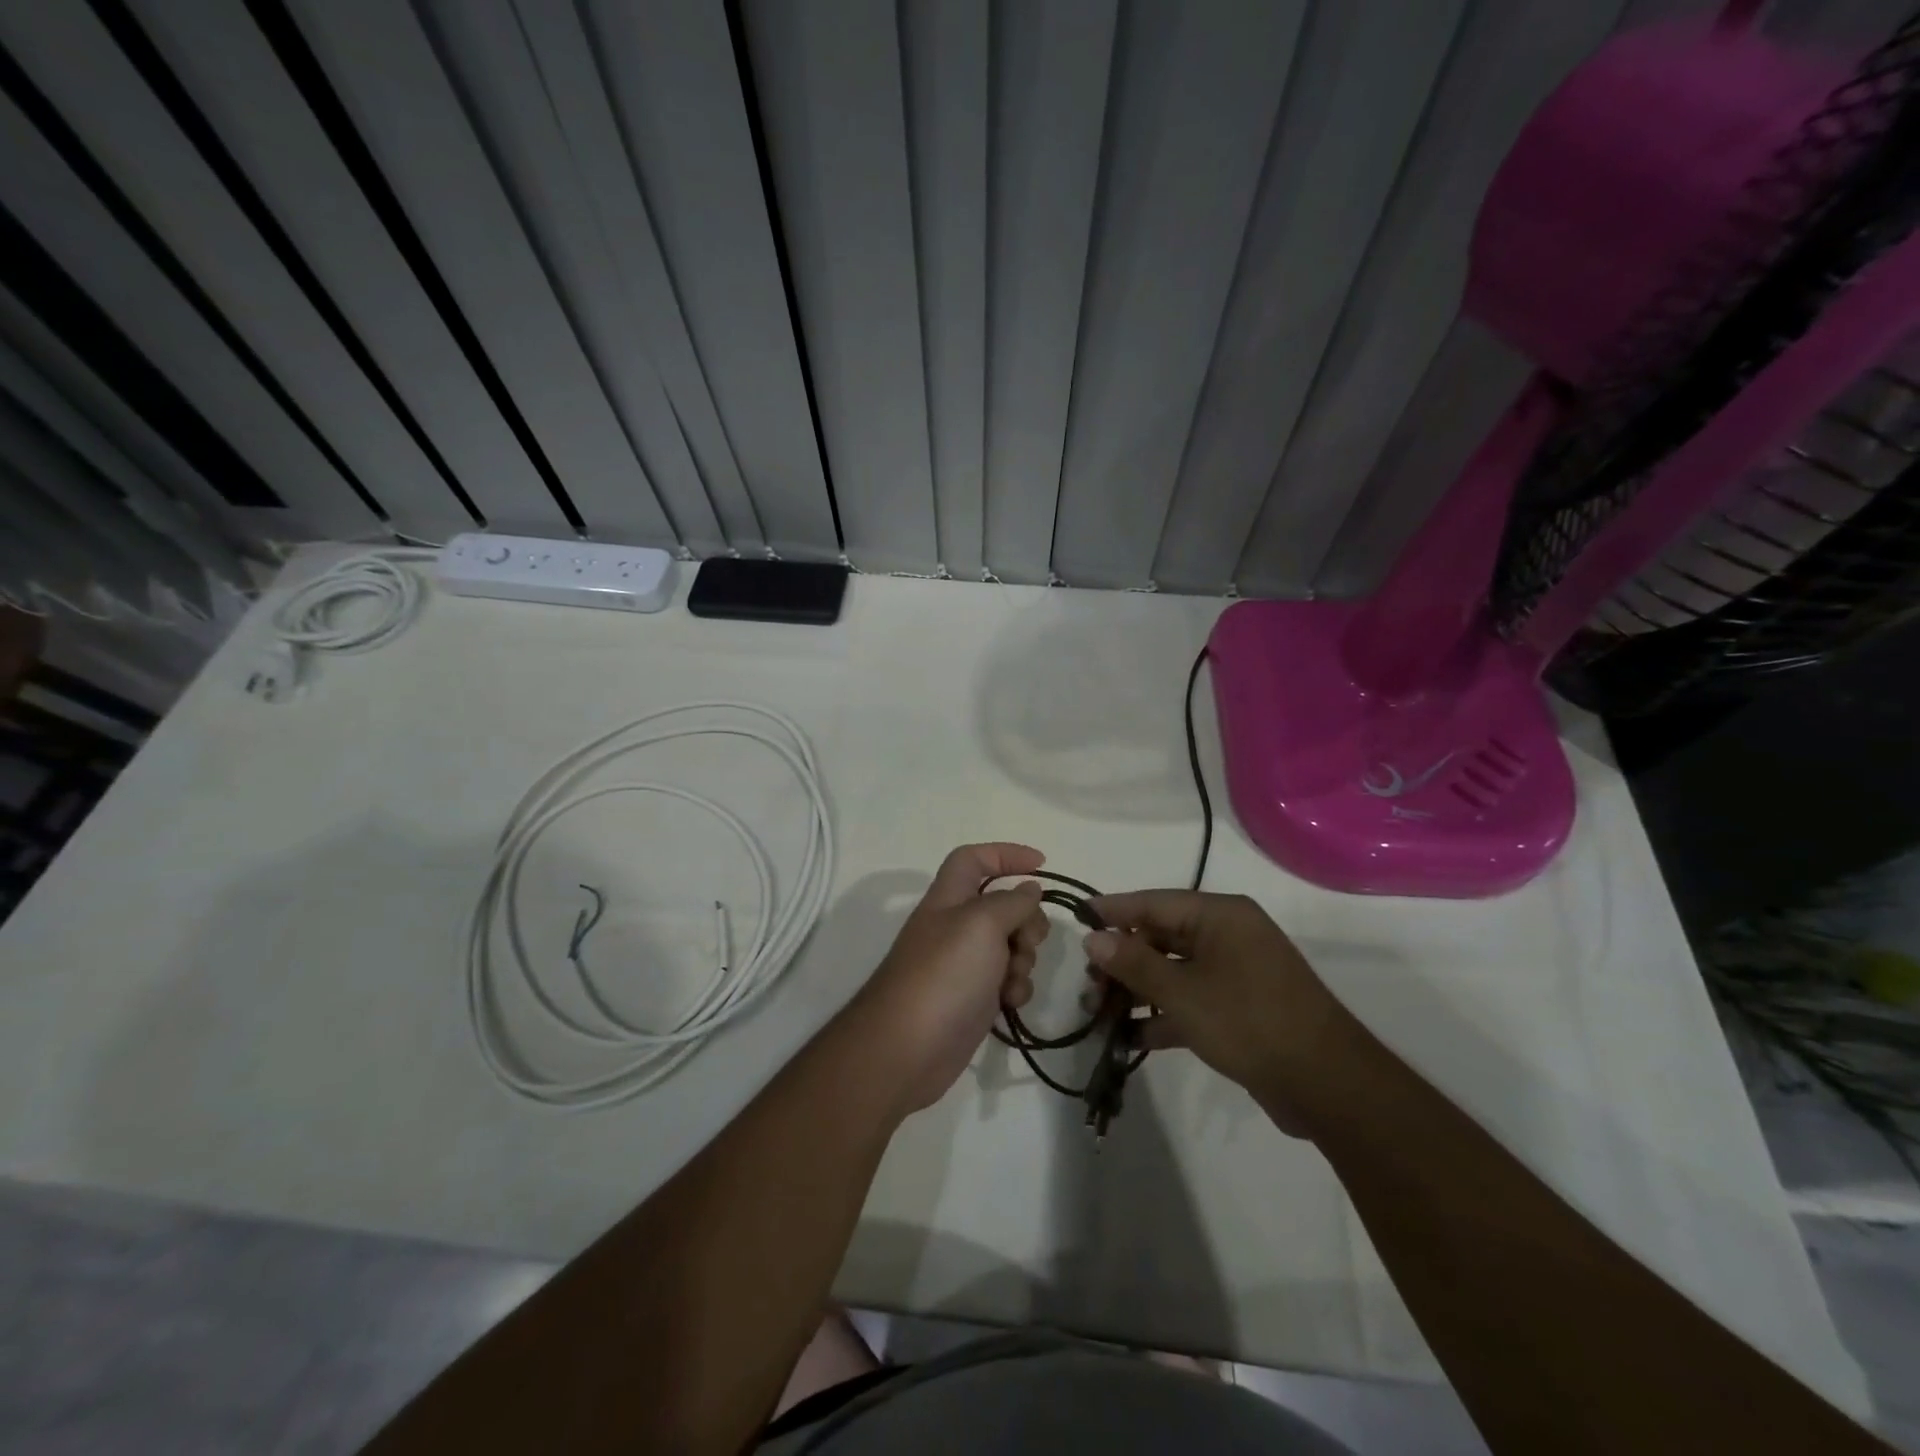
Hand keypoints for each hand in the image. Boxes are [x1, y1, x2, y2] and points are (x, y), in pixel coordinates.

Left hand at [849, 844, 1050, 1113]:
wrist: (906, 1049)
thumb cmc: (943, 975)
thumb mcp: (982, 924)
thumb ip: (1011, 902)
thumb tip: (1029, 889)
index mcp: (949, 898)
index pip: (974, 859)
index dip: (1006, 854)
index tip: (1043, 864)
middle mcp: (955, 927)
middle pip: (1002, 905)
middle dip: (1026, 920)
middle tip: (1028, 940)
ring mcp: (963, 965)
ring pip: (1010, 946)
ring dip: (1023, 959)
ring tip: (1012, 979)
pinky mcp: (972, 1000)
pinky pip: (1006, 982)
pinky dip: (1015, 989)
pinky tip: (1010, 1004)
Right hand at [1085, 890, 1352, 1137]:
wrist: (1327, 1085)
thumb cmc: (1250, 1022)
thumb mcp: (1183, 992)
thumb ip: (1134, 963)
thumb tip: (1093, 937)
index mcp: (1221, 916)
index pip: (1154, 902)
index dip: (1114, 910)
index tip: (1077, 917)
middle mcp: (1228, 936)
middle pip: (1161, 937)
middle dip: (1122, 960)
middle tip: (1087, 983)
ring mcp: (1236, 973)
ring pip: (1173, 971)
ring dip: (1137, 991)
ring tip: (1099, 1012)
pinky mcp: (1240, 1008)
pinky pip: (1191, 1000)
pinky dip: (1163, 1015)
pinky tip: (1130, 1038)